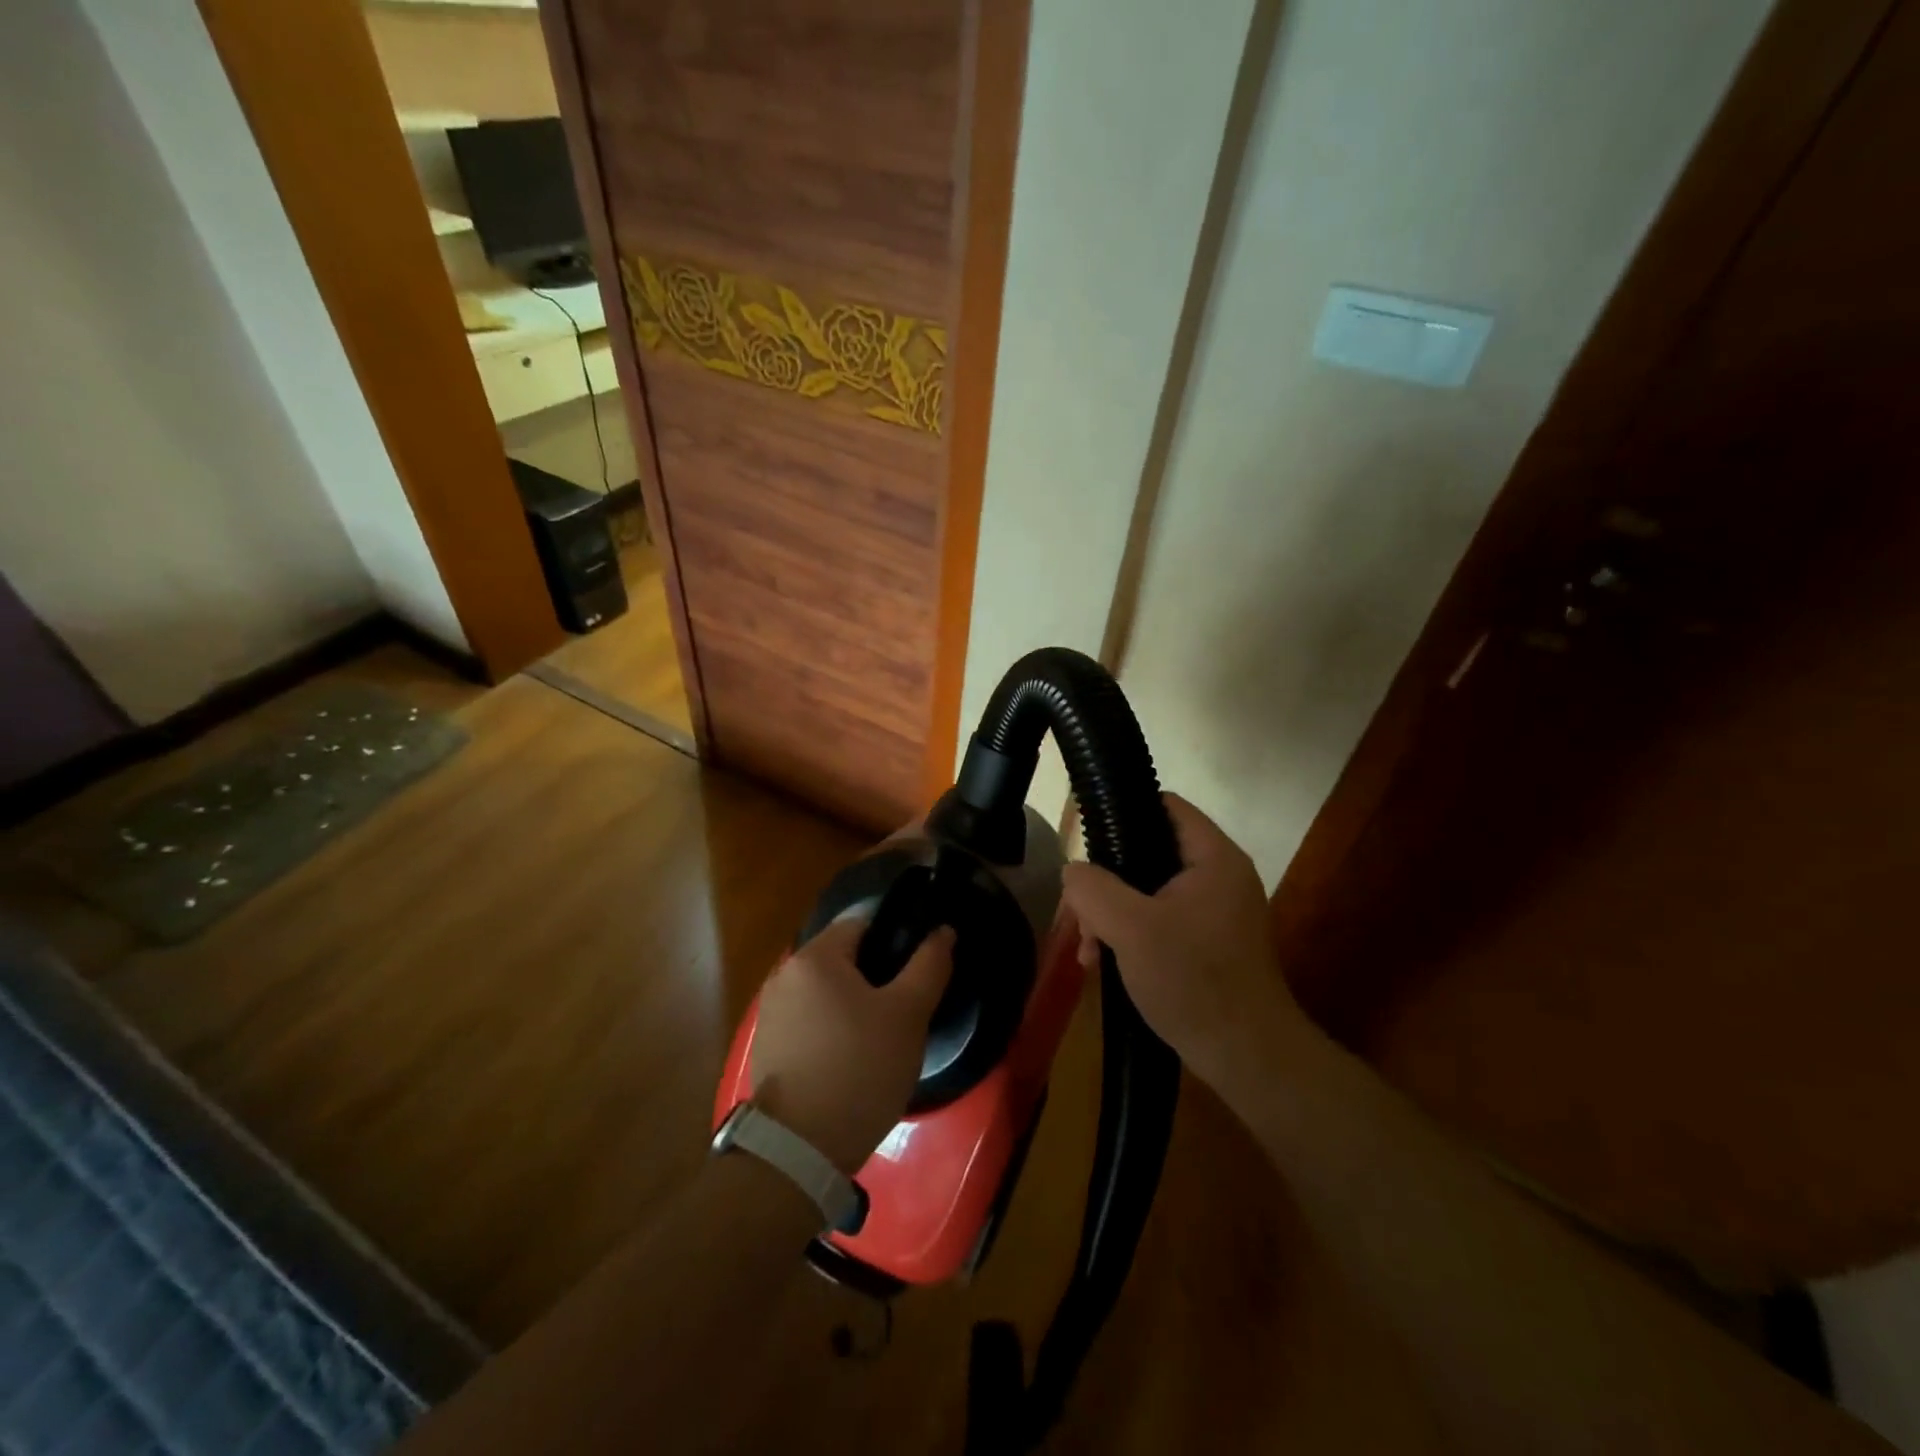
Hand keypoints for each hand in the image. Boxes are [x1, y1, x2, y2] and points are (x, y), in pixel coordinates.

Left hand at [750, 917, 954, 1173]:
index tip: (916, 971)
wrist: (800, 1150)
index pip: (862, 924)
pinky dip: (833, 1028)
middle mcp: (784, 974)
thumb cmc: (860, 1069)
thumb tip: (943, 930)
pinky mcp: (768, 1045)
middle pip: (842, 958)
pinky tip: (853, 1058)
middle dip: (875, 976)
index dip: (895, 941)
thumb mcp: (908, 1015)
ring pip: (827, 991)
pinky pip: (810, 1019)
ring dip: (854, 1004)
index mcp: (814, 957)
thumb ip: (929, 965)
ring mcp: (771, 1011)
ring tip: (882, 1037)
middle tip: (905, 1008)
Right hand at [1062, 794, 1304, 1101]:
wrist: (1247, 1058)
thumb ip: (1094, 889)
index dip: (1123, 812)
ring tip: (1088, 950)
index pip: (1165, 805)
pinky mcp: (1209, 942)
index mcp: (1213, 858)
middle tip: (1082, 914)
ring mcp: (1216, 911)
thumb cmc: (1193, 982)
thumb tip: (1074, 871)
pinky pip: (1161, 920)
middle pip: (1150, 851)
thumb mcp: (1131, 929)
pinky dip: (1132, 934)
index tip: (1086, 840)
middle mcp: (1220, 876)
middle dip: (1108, 881)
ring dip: (1113, 914)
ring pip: (1149, 890)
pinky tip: (1105, 964)